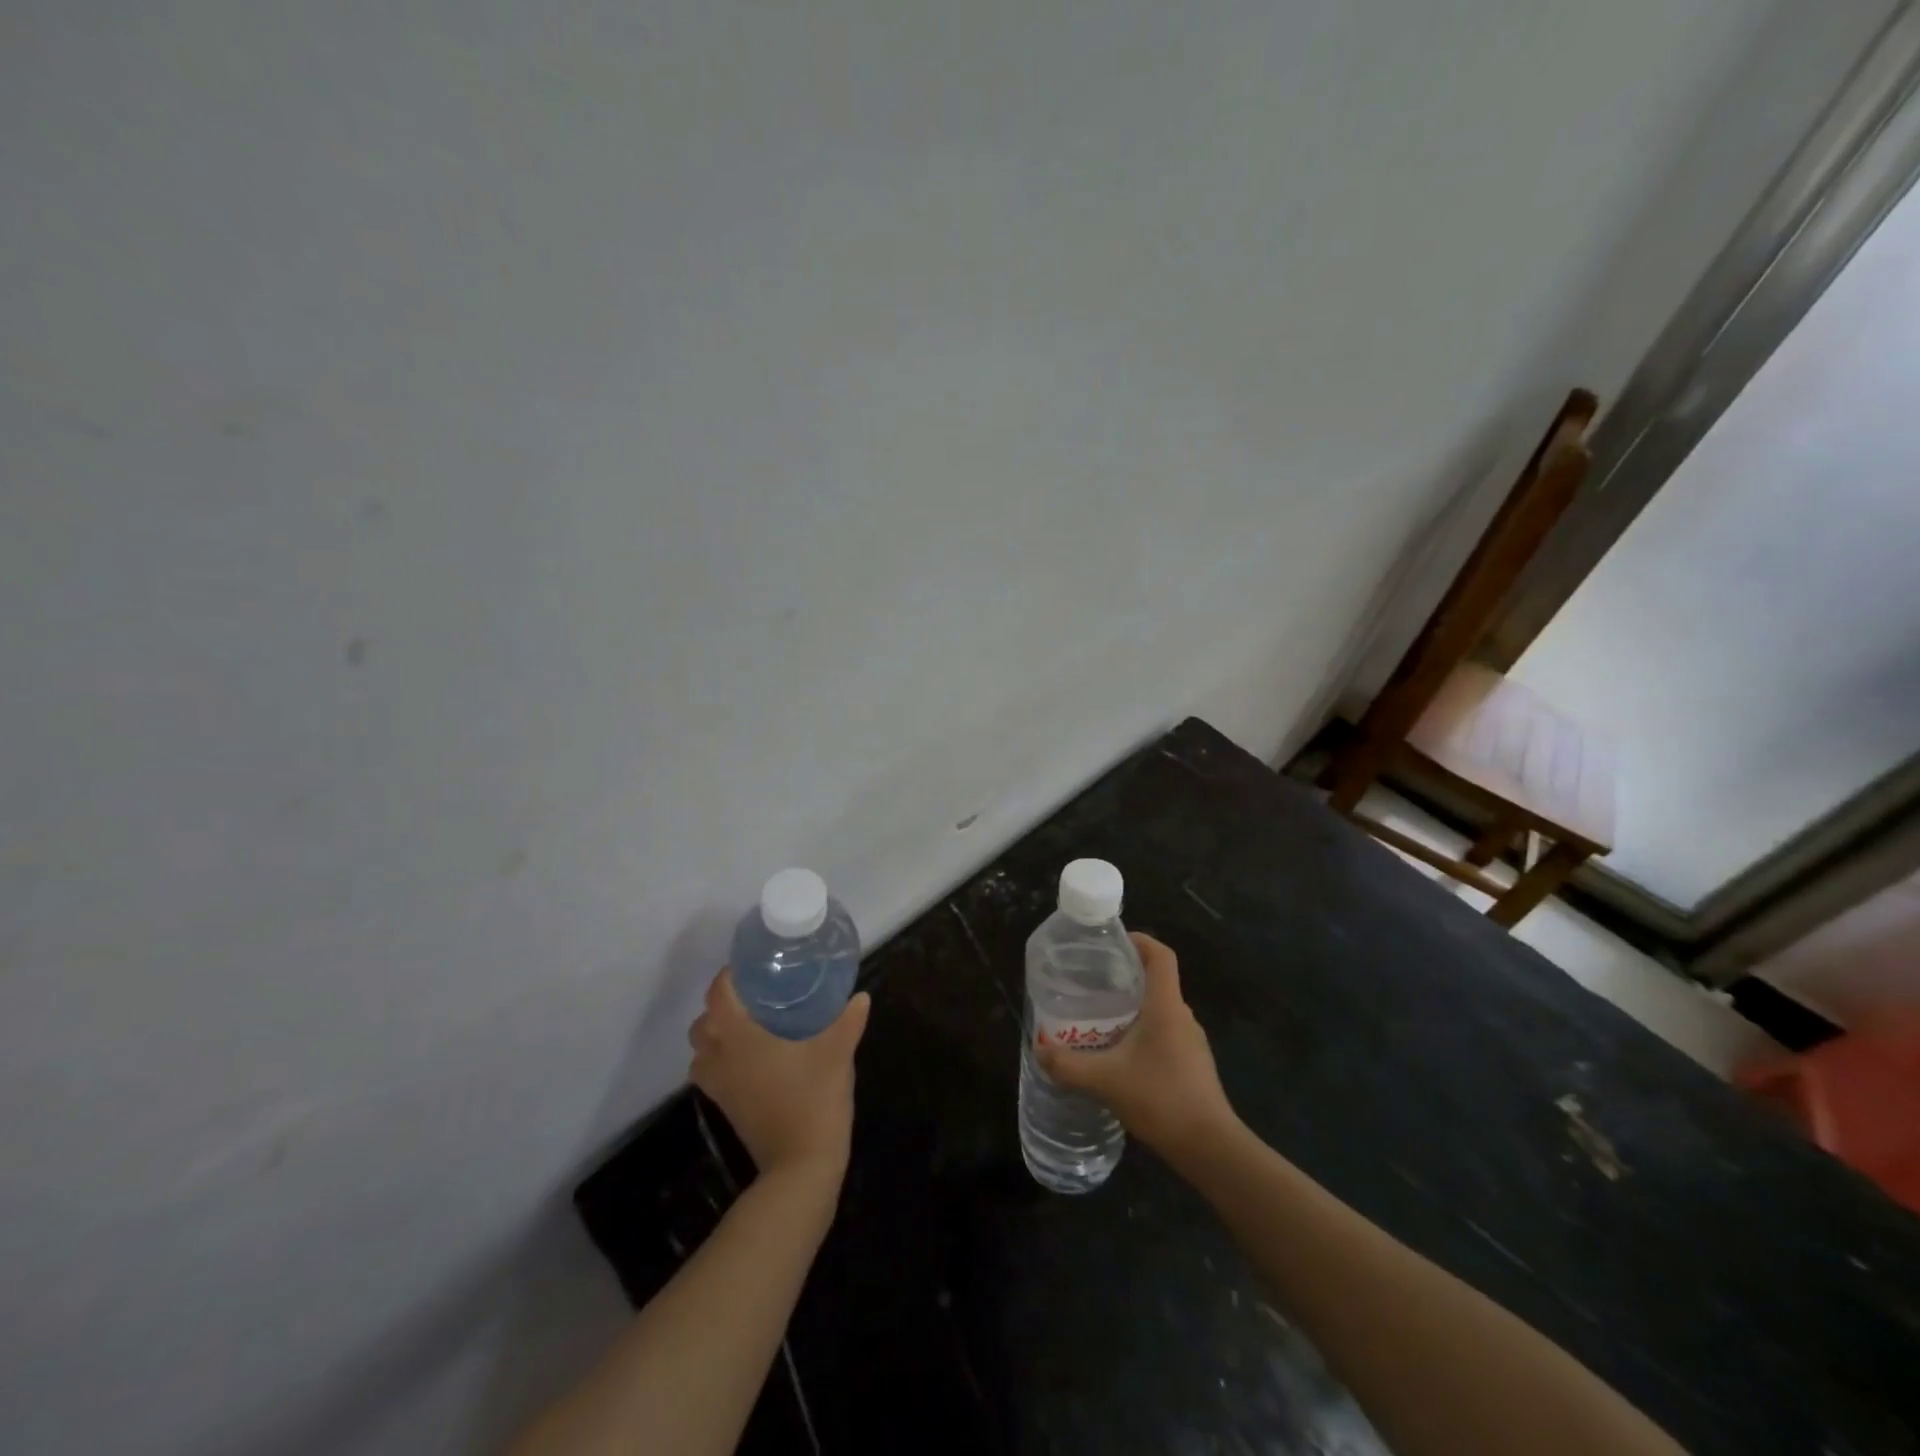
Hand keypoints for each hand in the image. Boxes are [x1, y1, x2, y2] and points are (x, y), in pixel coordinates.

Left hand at [688, 970, 869, 1181]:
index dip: (729, 977)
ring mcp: (720, 1087)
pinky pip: (711, 1074)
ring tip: (750, 1027)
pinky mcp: (725, 1107)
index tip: (752, 969)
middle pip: (702, 1024)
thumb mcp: (838, 1051)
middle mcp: (721, 1058)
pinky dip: (722, 1062)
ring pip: (701, 1052)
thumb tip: (860, 997)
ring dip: (716, 1037)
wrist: (801, 1164)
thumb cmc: (814, 1097)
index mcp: (740, 1037)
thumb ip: (848, 1020)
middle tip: (754, 998)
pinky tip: (754, 1059)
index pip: (718, 995)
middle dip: (720, 1008)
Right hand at [1037, 933, 1237, 1157]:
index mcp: (1166, 1006)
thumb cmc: (1161, 1099)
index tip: (1113, 941)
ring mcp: (1191, 1043)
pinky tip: (1120, 1055)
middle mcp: (1182, 1017)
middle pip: (1157, 981)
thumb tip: (1039, 1048)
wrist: (1210, 1149)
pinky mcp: (1192, 1066)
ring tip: (1099, 1017)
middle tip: (1092, 981)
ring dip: (1133, 1008)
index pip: (1161, 956)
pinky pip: (1164, 1034)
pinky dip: (1142, 1033)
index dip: (1140, 940)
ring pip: (1160, 1010)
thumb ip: (1068, 1064)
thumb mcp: (1105, 1080)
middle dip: (1126, 976)